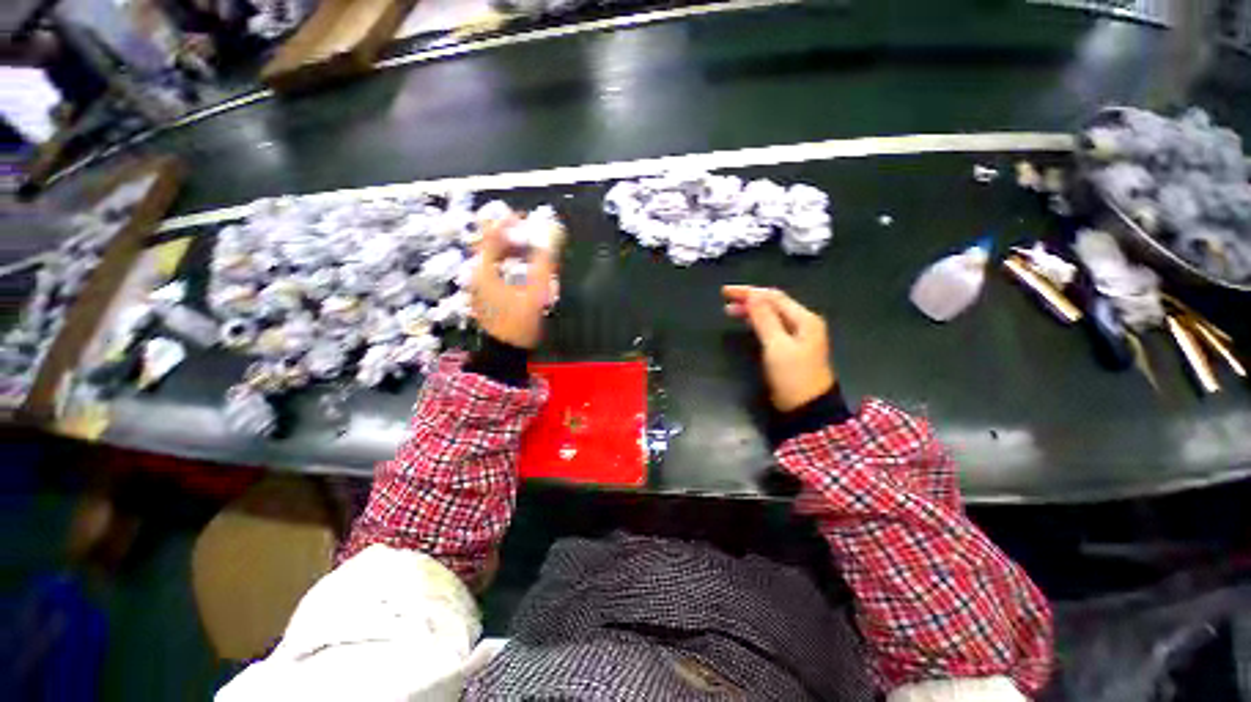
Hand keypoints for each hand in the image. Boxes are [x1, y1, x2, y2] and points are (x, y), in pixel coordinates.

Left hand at [470, 216, 557, 349]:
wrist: (505, 352)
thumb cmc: (519, 323)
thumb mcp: (535, 293)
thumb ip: (544, 263)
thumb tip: (553, 235)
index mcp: (484, 270)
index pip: (491, 235)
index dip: (507, 222)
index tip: (525, 218)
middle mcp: (477, 273)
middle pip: (489, 243)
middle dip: (509, 235)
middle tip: (529, 232)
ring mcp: (478, 284)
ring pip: (491, 257)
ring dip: (509, 249)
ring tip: (529, 249)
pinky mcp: (484, 293)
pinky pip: (494, 269)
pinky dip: (507, 262)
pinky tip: (521, 268)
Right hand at [722, 286, 835, 411]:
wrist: (807, 408)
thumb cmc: (792, 376)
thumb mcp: (776, 346)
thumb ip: (764, 319)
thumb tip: (753, 295)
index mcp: (804, 319)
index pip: (773, 297)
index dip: (749, 292)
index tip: (725, 292)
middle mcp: (802, 323)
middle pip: (773, 303)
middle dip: (749, 299)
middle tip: (725, 298)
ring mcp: (797, 335)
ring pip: (771, 315)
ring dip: (751, 310)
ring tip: (730, 310)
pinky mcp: (790, 347)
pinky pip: (771, 326)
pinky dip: (756, 322)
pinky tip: (746, 322)